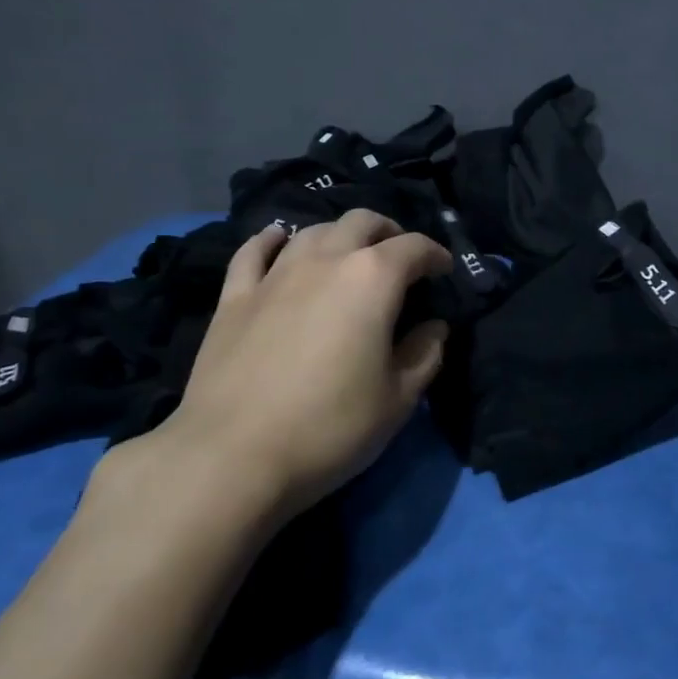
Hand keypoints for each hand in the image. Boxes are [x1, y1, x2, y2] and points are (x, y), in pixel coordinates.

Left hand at [90, 210, 453, 539]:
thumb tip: (434, 328)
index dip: (436, 254)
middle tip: (400, 256)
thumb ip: (424, 355)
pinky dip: (272, 239)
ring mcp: (275, 275)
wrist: (233, 456)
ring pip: (312, 231)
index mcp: (372, 280)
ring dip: (339, 234)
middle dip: (388, 231)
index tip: (444, 270)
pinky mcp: (234, 297)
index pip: (414, 247)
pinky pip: (254, 251)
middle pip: (361, 222)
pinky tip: (278, 239)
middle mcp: (325, 261)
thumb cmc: (331, 428)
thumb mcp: (398, 399)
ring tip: (348, 253)